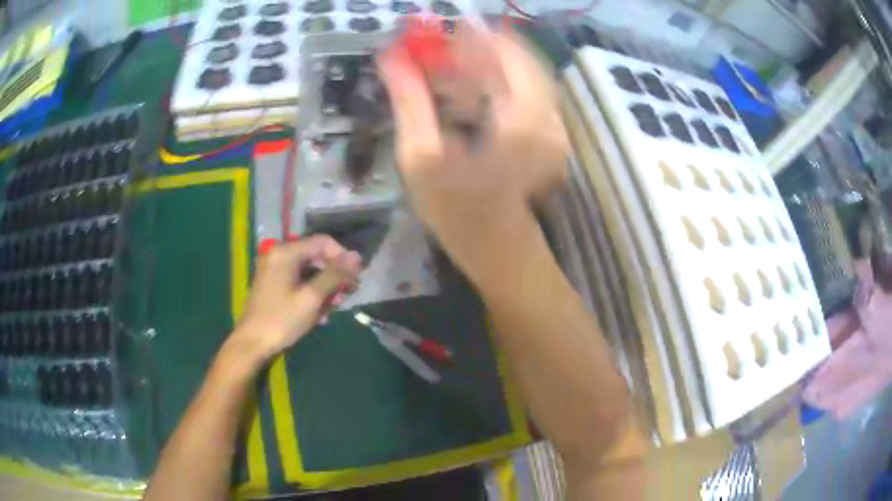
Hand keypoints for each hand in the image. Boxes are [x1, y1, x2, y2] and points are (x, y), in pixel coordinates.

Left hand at [230, 236, 361, 364]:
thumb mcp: (311, 298)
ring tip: (332, 308)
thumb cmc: (281, 320)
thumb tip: (357, 257)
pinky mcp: (273, 282)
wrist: (252, 343)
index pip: (323, 242)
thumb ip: (334, 275)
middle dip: (334, 275)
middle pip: (316, 255)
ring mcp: (274, 268)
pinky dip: (311, 291)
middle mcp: (278, 254)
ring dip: (324, 286)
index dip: (343, 257)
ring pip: (309, 269)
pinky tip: (319, 312)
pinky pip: (299, 279)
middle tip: (345, 296)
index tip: (355, 279)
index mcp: (285, 252)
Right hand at [377, 26, 567, 276]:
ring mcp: (554, 122)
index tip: (433, 33)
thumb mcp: (422, 158)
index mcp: (522, 118)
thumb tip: (391, 57)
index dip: (469, 35)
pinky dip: (495, 81)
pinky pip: (525, 88)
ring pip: (520, 70)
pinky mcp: (549, 129)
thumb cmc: (457, 212)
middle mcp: (548, 113)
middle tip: (434, 52)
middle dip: (473, 47)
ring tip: (446, 73)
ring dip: (484, 63)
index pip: (503, 50)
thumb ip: (409, 101)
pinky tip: (467, 92)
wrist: (498, 249)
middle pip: (515, 55)